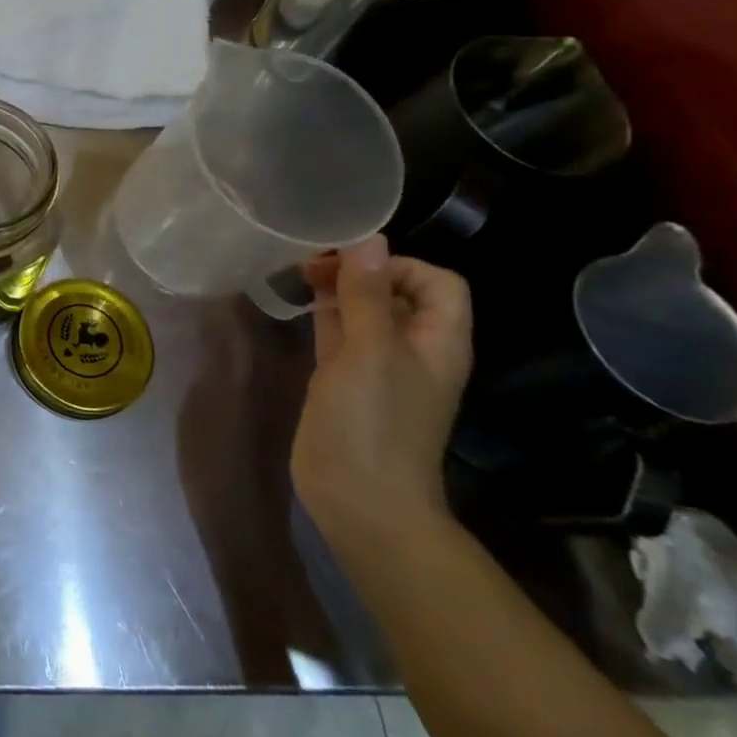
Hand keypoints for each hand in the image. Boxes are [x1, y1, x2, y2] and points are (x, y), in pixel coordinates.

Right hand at [291, 235, 472, 546]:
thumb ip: (367, 294)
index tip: (352, 266)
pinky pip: (340, 337)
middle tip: (311, 264)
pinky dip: (323, 316)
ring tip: (299, 275)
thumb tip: (369, 239)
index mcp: (438, 340)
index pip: (437, 282)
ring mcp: (378, 368)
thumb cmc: (373, 420)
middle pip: (397, 293)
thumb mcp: (370, 350)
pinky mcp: (345, 382)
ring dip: (339, 292)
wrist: (361, 497)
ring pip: (364, 314)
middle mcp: (413, 349)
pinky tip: (298, 306)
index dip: (399, 265)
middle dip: (361, 272)